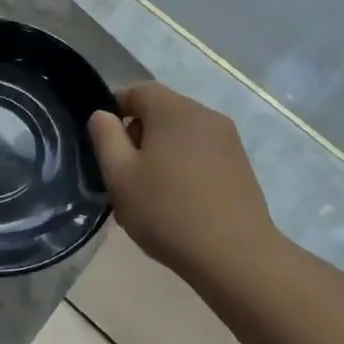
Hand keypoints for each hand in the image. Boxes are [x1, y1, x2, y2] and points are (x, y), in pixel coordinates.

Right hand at [88, 82, 280, 280]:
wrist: (233, 254)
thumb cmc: (166, 211)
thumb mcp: (120, 176)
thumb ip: (105, 138)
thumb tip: (103, 115)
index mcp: (174, 110)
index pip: (139, 90)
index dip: (115, 107)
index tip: (102, 140)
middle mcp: (205, 116)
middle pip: (162, 111)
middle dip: (138, 134)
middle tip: (122, 173)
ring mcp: (228, 141)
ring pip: (181, 134)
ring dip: (160, 153)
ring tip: (148, 192)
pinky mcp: (240, 165)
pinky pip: (201, 153)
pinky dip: (183, 166)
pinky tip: (176, 202)